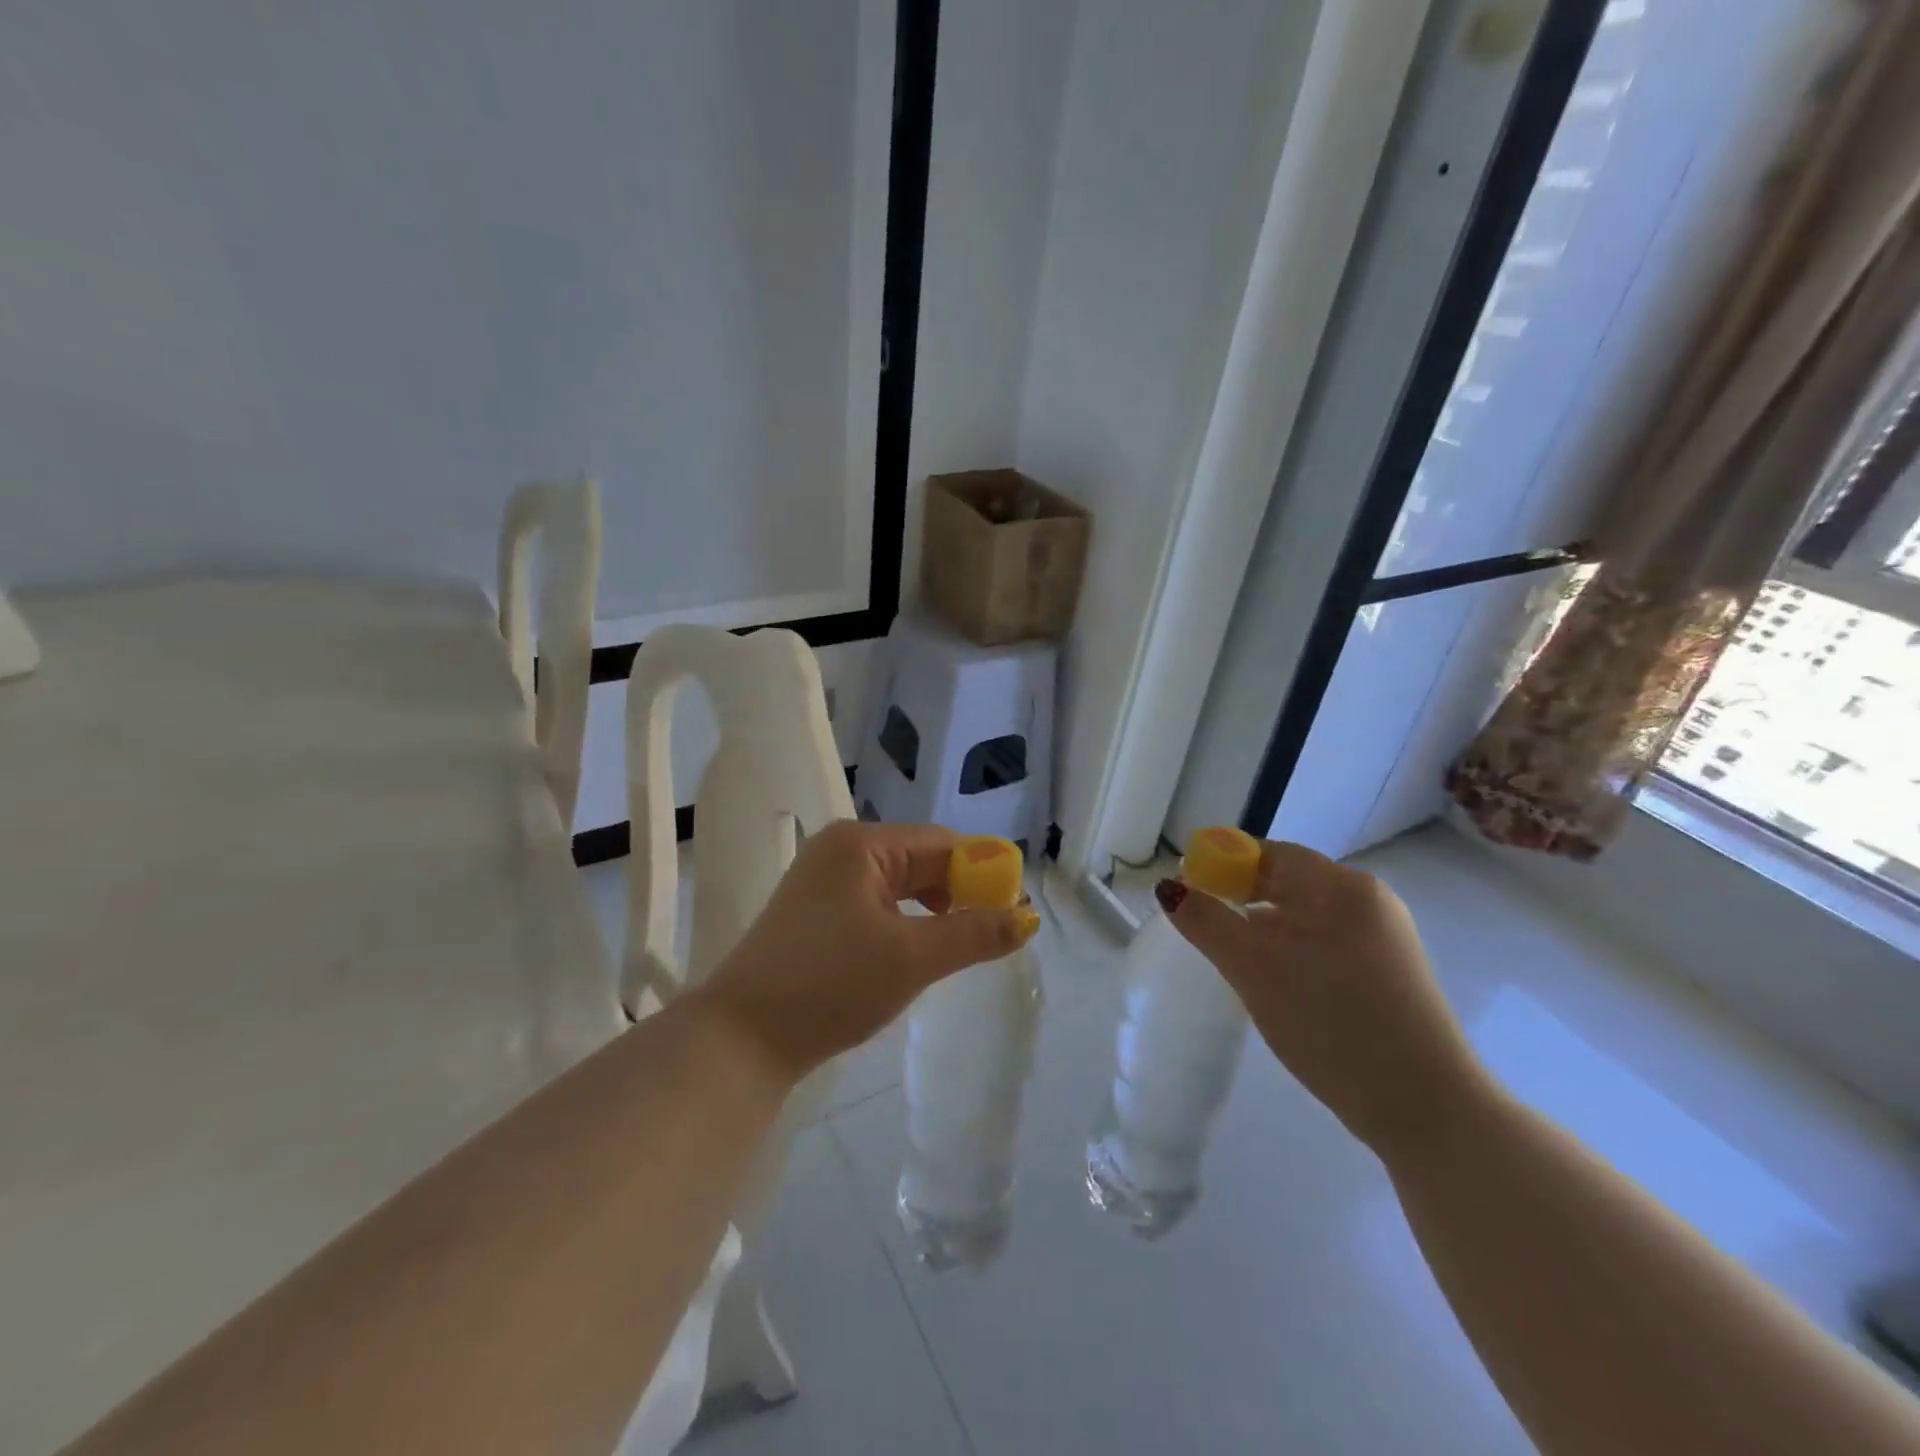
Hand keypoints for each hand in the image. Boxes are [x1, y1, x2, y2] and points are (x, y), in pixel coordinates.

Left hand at [686, 821, 1037, 1081]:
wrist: (740, 1040)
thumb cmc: (831, 985)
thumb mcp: (912, 958)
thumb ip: (974, 934)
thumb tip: (1028, 918)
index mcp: (861, 844)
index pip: (942, 844)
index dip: (983, 873)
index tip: (1013, 911)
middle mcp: (840, 850)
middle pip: (919, 861)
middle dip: (958, 894)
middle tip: (991, 936)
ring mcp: (822, 881)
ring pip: (898, 887)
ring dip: (933, 912)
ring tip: (957, 947)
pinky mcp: (815, 914)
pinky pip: (875, 906)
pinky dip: (903, 924)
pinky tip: (916, 953)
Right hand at [1161, 841, 1490, 1157]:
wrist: (1426, 1108)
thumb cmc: (1332, 1022)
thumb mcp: (1254, 968)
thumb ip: (1206, 922)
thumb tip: (1168, 888)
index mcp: (1342, 887)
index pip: (1269, 854)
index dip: (1221, 864)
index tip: (1187, 891)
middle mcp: (1368, 901)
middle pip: (1288, 882)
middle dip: (1240, 897)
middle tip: (1202, 927)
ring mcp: (1384, 939)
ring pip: (1304, 916)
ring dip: (1263, 927)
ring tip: (1233, 958)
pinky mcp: (1389, 974)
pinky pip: (1325, 943)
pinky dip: (1291, 950)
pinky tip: (1276, 982)